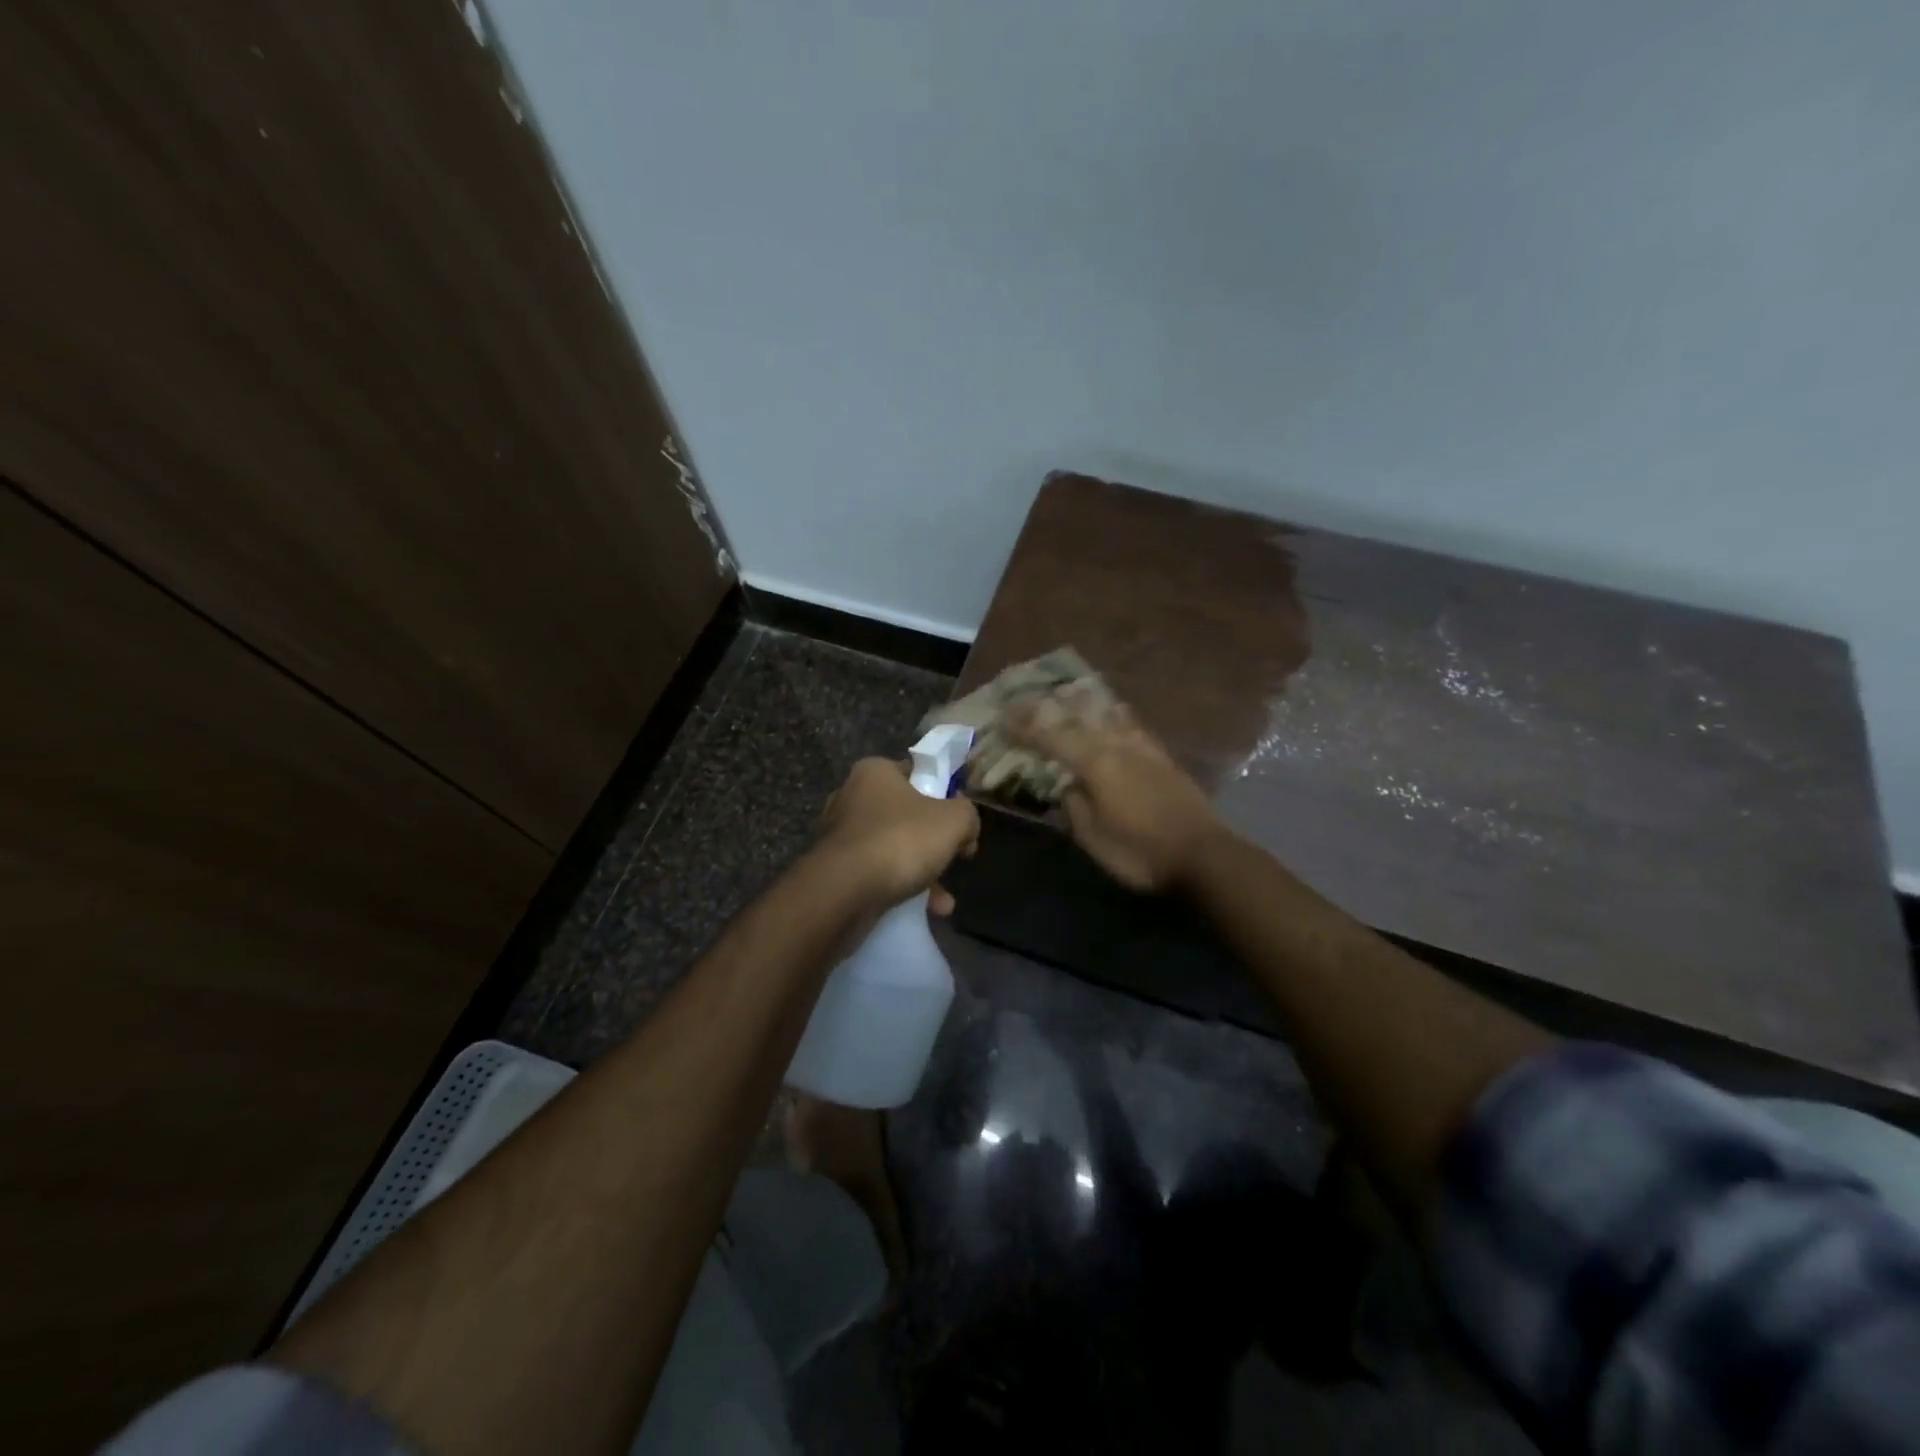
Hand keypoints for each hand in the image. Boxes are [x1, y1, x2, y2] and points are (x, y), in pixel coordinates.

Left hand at [816, 757, 979, 909]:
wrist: (843, 891)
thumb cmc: (901, 840)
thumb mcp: (954, 820)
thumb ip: (967, 814)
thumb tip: (965, 827)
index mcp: (874, 772)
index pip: (917, 774)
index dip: (944, 796)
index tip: (961, 822)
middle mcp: (851, 797)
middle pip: (906, 815)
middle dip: (934, 843)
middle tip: (954, 859)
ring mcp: (839, 835)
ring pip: (892, 849)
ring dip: (921, 873)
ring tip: (942, 902)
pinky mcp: (833, 870)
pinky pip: (875, 874)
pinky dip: (899, 889)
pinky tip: (922, 911)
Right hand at [1006, 693, 1223, 891]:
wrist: (1202, 855)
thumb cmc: (1140, 852)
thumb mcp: (1093, 838)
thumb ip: (1074, 806)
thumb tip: (1068, 786)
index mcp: (1095, 763)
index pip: (1051, 737)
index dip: (1025, 727)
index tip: (1003, 718)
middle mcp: (1118, 745)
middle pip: (1079, 716)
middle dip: (1049, 707)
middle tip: (1028, 699)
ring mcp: (1144, 747)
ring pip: (1108, 713)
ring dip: (1083, 703)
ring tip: (1067, 693)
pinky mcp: (1163, 756)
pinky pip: (1130, 724)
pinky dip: (1113, 714)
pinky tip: (1112, 713)